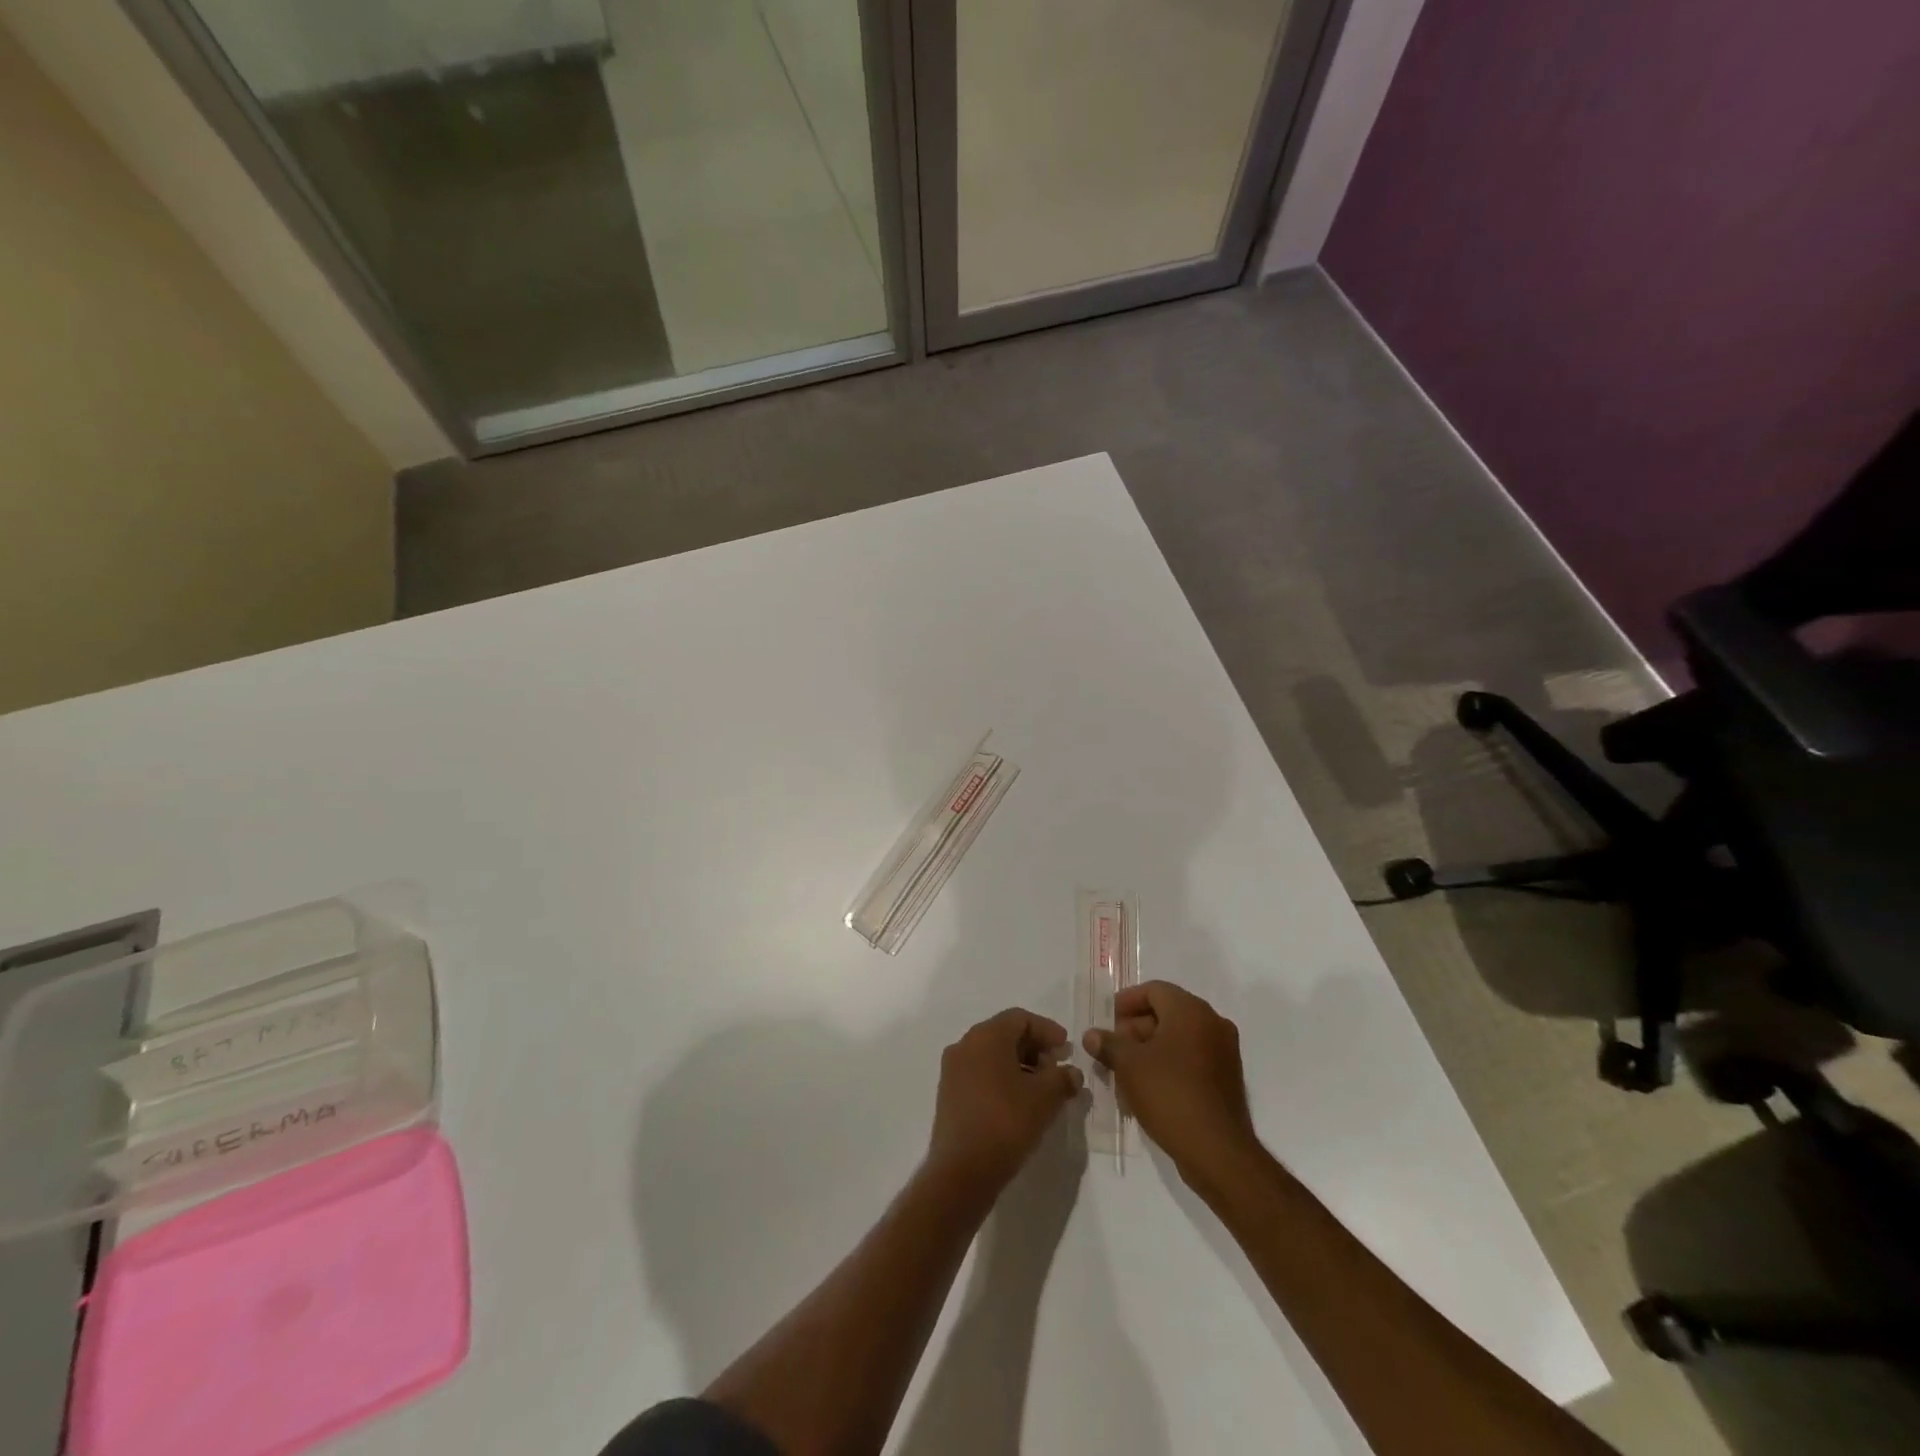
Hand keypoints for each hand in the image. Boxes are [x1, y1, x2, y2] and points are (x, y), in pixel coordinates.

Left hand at [927, 1008, 1083, 1197]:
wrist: (961, 1171)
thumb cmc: (1006, 1122)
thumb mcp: (1045, 1098)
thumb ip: (1062, 1078)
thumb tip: (1072, 1073)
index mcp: (985, 1036)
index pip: (1020, 1019)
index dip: (1046, 1030)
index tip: (1066, 1047)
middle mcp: (965, 1045)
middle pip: (1004, 1034)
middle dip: (1034, 1048)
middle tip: (1057, 1068)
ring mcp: (953, 1070)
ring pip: (992, 1056)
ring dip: (1019, 1065)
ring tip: (1042, 1089)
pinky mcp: (949, 1095)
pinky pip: (980, 1074)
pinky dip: (1002, 1079)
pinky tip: (1020, 1102)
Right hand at [1083, 981, 1261, 1190]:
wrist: (1218, 1151)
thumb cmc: (1169, 1094)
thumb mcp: (1129, 1066)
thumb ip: (1108, 1044)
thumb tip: (1092, 1035)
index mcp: (1191, 1011)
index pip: (1154, 990)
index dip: (1127, 1001)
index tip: (1107, 1019)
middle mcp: (1212, 1023)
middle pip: (1167, 1012)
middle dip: (1135, 1028)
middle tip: (1113, 1048)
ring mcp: (1224, 1051)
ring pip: (1178, 1038)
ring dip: (1150, 1048)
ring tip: (1125, 1072)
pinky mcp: (1227, 1078)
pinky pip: (1192, 1058)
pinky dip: (1169, 1064)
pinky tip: (1148, 1087)